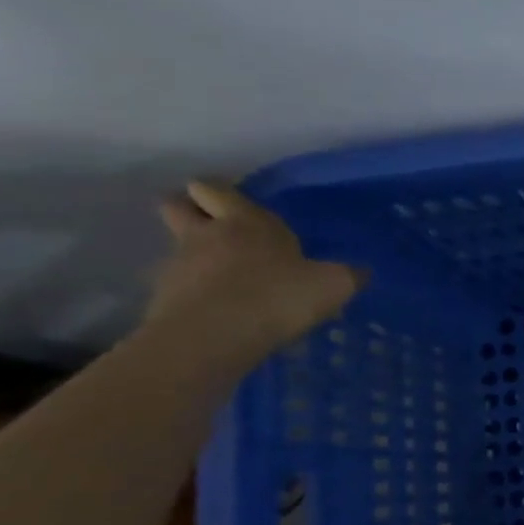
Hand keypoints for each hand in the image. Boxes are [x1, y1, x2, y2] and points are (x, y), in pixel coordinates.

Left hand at [146, 181, 363, 356]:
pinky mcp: (163, 298)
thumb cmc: (277, 296)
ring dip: (197, 258)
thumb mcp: (333, 285)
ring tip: (227, 282)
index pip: (214, 187)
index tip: (236, 205)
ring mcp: (178, 265)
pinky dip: (195, 293)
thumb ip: (348, 275)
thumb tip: (360, 272)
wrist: (214, 337)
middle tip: (218, 230)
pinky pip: (179, 286)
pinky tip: (220, 312)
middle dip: (192, 212)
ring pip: (179, 248)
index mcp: (245, 221)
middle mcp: (206, 234)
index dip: (220, 192)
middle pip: (177, 206)